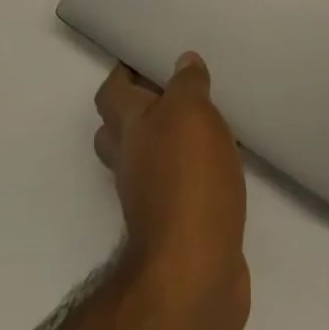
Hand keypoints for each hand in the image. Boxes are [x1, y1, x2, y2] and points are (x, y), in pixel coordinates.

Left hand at [94, 54, 248, 329]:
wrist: (194, 273)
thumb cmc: (188, 178)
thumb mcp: (192, 113)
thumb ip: (187, 85)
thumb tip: (183, 62)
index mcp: (130, 128)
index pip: (111, 92)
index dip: (123, 73)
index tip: (144, 56)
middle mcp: (130, 161)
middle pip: (117, 129)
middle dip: (135, 108)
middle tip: (168, 89)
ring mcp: (148, 199)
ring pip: (145, 160)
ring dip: (163, 142)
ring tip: (199, 123)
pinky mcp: (174, 228)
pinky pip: (174, 188)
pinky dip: (188, 174)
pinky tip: (216, 167)